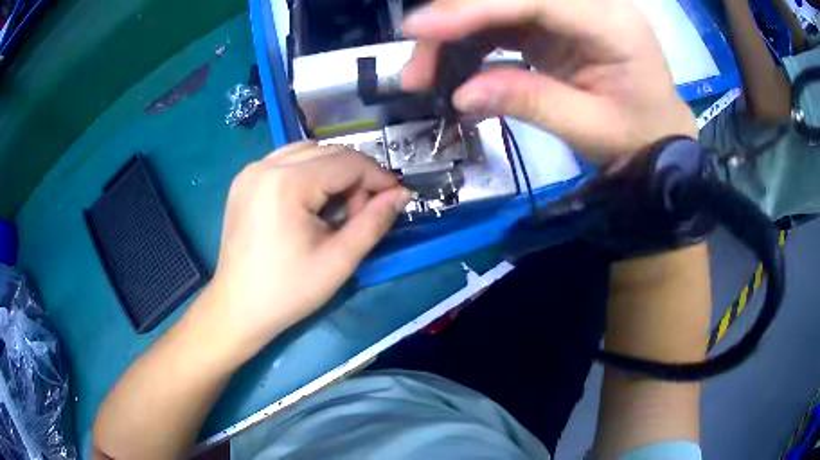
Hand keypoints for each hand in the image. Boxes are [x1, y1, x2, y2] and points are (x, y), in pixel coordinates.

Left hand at [204, 142, 409, 361]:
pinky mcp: (244, 181)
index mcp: (286, 183)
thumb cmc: (288, 291)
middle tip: (363, 211)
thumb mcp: (339, 260)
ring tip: (338, 207)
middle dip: (355, 176)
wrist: (238, 307)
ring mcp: (250, 171)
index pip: (346, 162)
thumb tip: (402, 194)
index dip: (378, 176)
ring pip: (307, 152)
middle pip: (328, 152)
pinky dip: (308, 172)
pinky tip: (312, 200)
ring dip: (333, 171)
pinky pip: (286, 162)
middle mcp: (265, 166)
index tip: (396, 196)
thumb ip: (374, 221)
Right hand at [401, 0, 696, 161]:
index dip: (474, 8)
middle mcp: (589, 3)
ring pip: (497, 3)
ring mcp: (568, 9)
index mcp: (612, 23)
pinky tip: (453, 68)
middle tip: (417, 69)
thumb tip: (460, 96)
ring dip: (454, 33)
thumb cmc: (636, 136)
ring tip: (426, 75)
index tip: (420, 29)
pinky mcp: (552, 20)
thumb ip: (529, 102)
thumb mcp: (588, 128)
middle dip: (454, 21)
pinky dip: (470, 41)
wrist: (656, 133)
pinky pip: (500, 19)